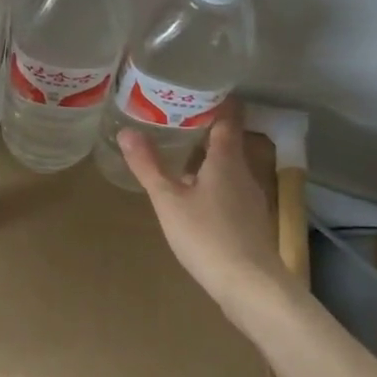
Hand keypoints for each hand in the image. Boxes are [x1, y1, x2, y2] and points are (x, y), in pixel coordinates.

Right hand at [119, 109, 285, 310]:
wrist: (250, 287)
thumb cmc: (207, 236)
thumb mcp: (169, 200)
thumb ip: (148, 166)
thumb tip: (126, 130)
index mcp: (226, 159)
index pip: (227, 118)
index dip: (216, 101)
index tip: (197, 89)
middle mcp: (243, 172)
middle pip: (228, 142)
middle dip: (205, 128)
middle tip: (175, 118)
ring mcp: (250, 198)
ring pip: (228, 167)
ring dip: (208, 157)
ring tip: (180, 152)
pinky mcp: (250, 221)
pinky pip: (230, 188)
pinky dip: (213, 181)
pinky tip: (195, 194)